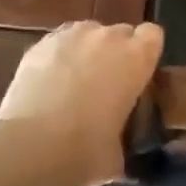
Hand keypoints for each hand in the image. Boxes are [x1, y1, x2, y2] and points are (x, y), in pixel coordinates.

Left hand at [0, 21, 163, 185]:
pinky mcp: (40, 44)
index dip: (145, 53)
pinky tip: (47, 84)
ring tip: (72, 83)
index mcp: (137, 57)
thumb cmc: (86, 152)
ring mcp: (72, 35)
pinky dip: (57, 58)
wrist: (32, 147)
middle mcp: (108, 37)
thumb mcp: (118, 153)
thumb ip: (121, 138)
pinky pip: (58, 43)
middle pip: (120, 32)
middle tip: (105, 85)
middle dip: (115, 53)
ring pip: (87, 34)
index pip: (153, 35)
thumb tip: (114, 148)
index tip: (138, 76)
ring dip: (86, 51)